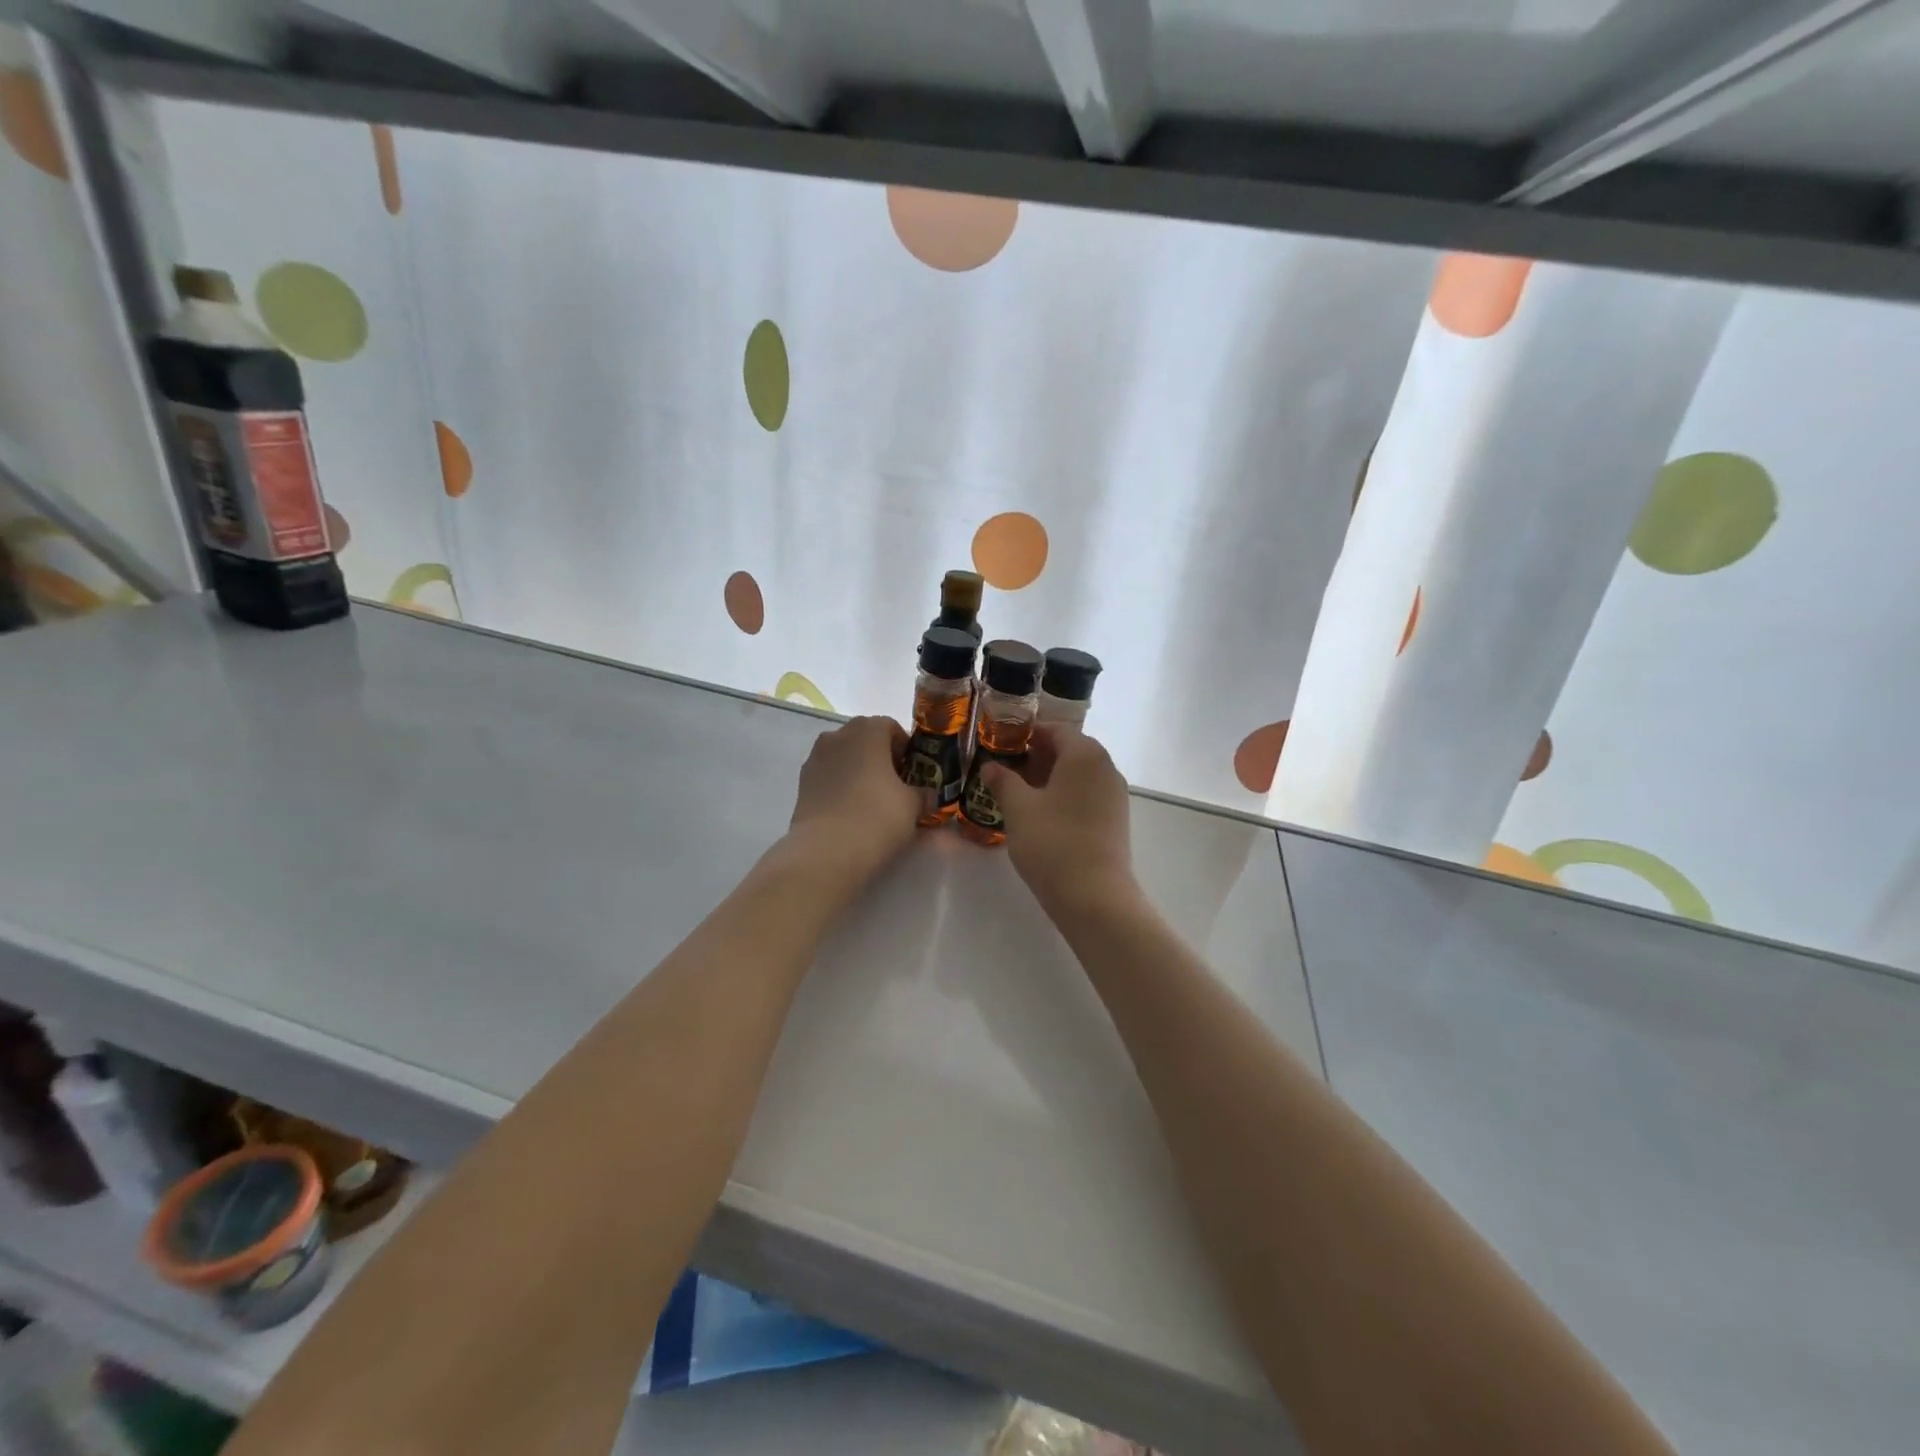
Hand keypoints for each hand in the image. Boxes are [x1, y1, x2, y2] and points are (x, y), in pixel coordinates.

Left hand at [787, 716, 921, 877]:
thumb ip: (923, 793)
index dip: (905, 748)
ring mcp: (815, 758)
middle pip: (865, 738)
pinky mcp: (802, 783)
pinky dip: (841, 785)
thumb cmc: (877, 817)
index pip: (891, 727)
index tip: (914, 772)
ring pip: (844, 756)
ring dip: (859, 770)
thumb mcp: (913, 805)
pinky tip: (851, 810)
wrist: (827, 850)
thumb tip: (925, 795)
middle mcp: (838, 736)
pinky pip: (829, 775)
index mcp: (867, 731)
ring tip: (872, 799)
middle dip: (881, 756)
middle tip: (896, 785)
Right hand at [980, 726, 1136, 913]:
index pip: (1055, 730)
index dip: (1026, 734)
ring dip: (1049, 778)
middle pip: (1069, 750)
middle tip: (1005, 769)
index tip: (1000, 743)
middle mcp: (1106, 767)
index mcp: (1085, 754)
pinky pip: (1086, 795)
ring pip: (1078, 775)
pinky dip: (1064, 796)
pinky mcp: (1115, 820)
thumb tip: (991, 766)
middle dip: (1037, 756)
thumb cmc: (1052, 842)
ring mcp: (1114, 795)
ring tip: (1018, 793)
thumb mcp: (1018, 808)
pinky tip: (1041, 815)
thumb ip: (1003, 781)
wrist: (1094, 896)